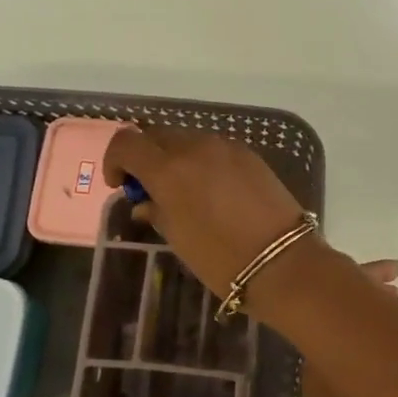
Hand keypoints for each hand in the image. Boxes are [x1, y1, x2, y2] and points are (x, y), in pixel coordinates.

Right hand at [103, 127, 330, 302]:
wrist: (282, 261)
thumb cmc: (220, 258)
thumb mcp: (178, 238)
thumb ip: (156, 211)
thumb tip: (145, 201)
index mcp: (169, 169)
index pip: (127, 142)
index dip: (115, 160)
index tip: (120, 185)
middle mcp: (195, 147)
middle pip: (157, 135)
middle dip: (146, 156)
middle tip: (149, 188)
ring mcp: (226, 147)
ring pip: (187, 139)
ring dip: (175, 157)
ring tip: (182, 191)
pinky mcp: (249, 154)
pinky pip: (214, 148)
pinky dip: (202, 160)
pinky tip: (212, 190)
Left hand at [303, 260, 397, 396]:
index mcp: (330, 344)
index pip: (345, 294)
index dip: (370, 276)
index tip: (396, 271)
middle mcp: (317, 352)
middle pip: (339, 309)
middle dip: (368, 293)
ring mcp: (316, 374)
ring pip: (339, 329)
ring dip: (364, 317)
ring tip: (395, 312)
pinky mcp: (320, 395)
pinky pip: (339, 350)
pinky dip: (358, 339)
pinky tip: (381, 350)